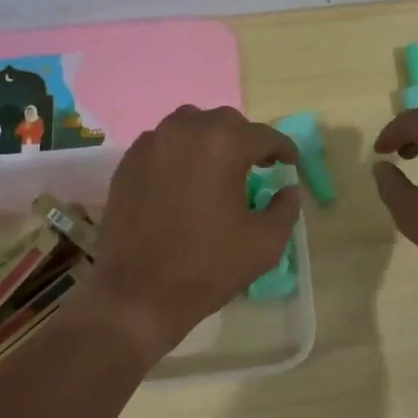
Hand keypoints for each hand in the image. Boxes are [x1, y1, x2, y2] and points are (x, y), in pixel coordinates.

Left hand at [75, 106, 299, 362]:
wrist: (138, 294)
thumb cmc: (208, 267)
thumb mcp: (264, 243)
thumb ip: (285, 209)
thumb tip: (288, 189)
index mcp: (223, 144)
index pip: (263, 136)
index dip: (283, 149)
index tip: (290, 163)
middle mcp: (184, 131)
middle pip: (225, 123)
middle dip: (245, 141)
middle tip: (256, 166)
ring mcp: (150, 144)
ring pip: (189, 126)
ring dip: (210, 141)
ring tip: (218, 169)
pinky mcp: (127, 163)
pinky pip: (162, 144)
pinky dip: (180, 154)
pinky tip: (185, 181)